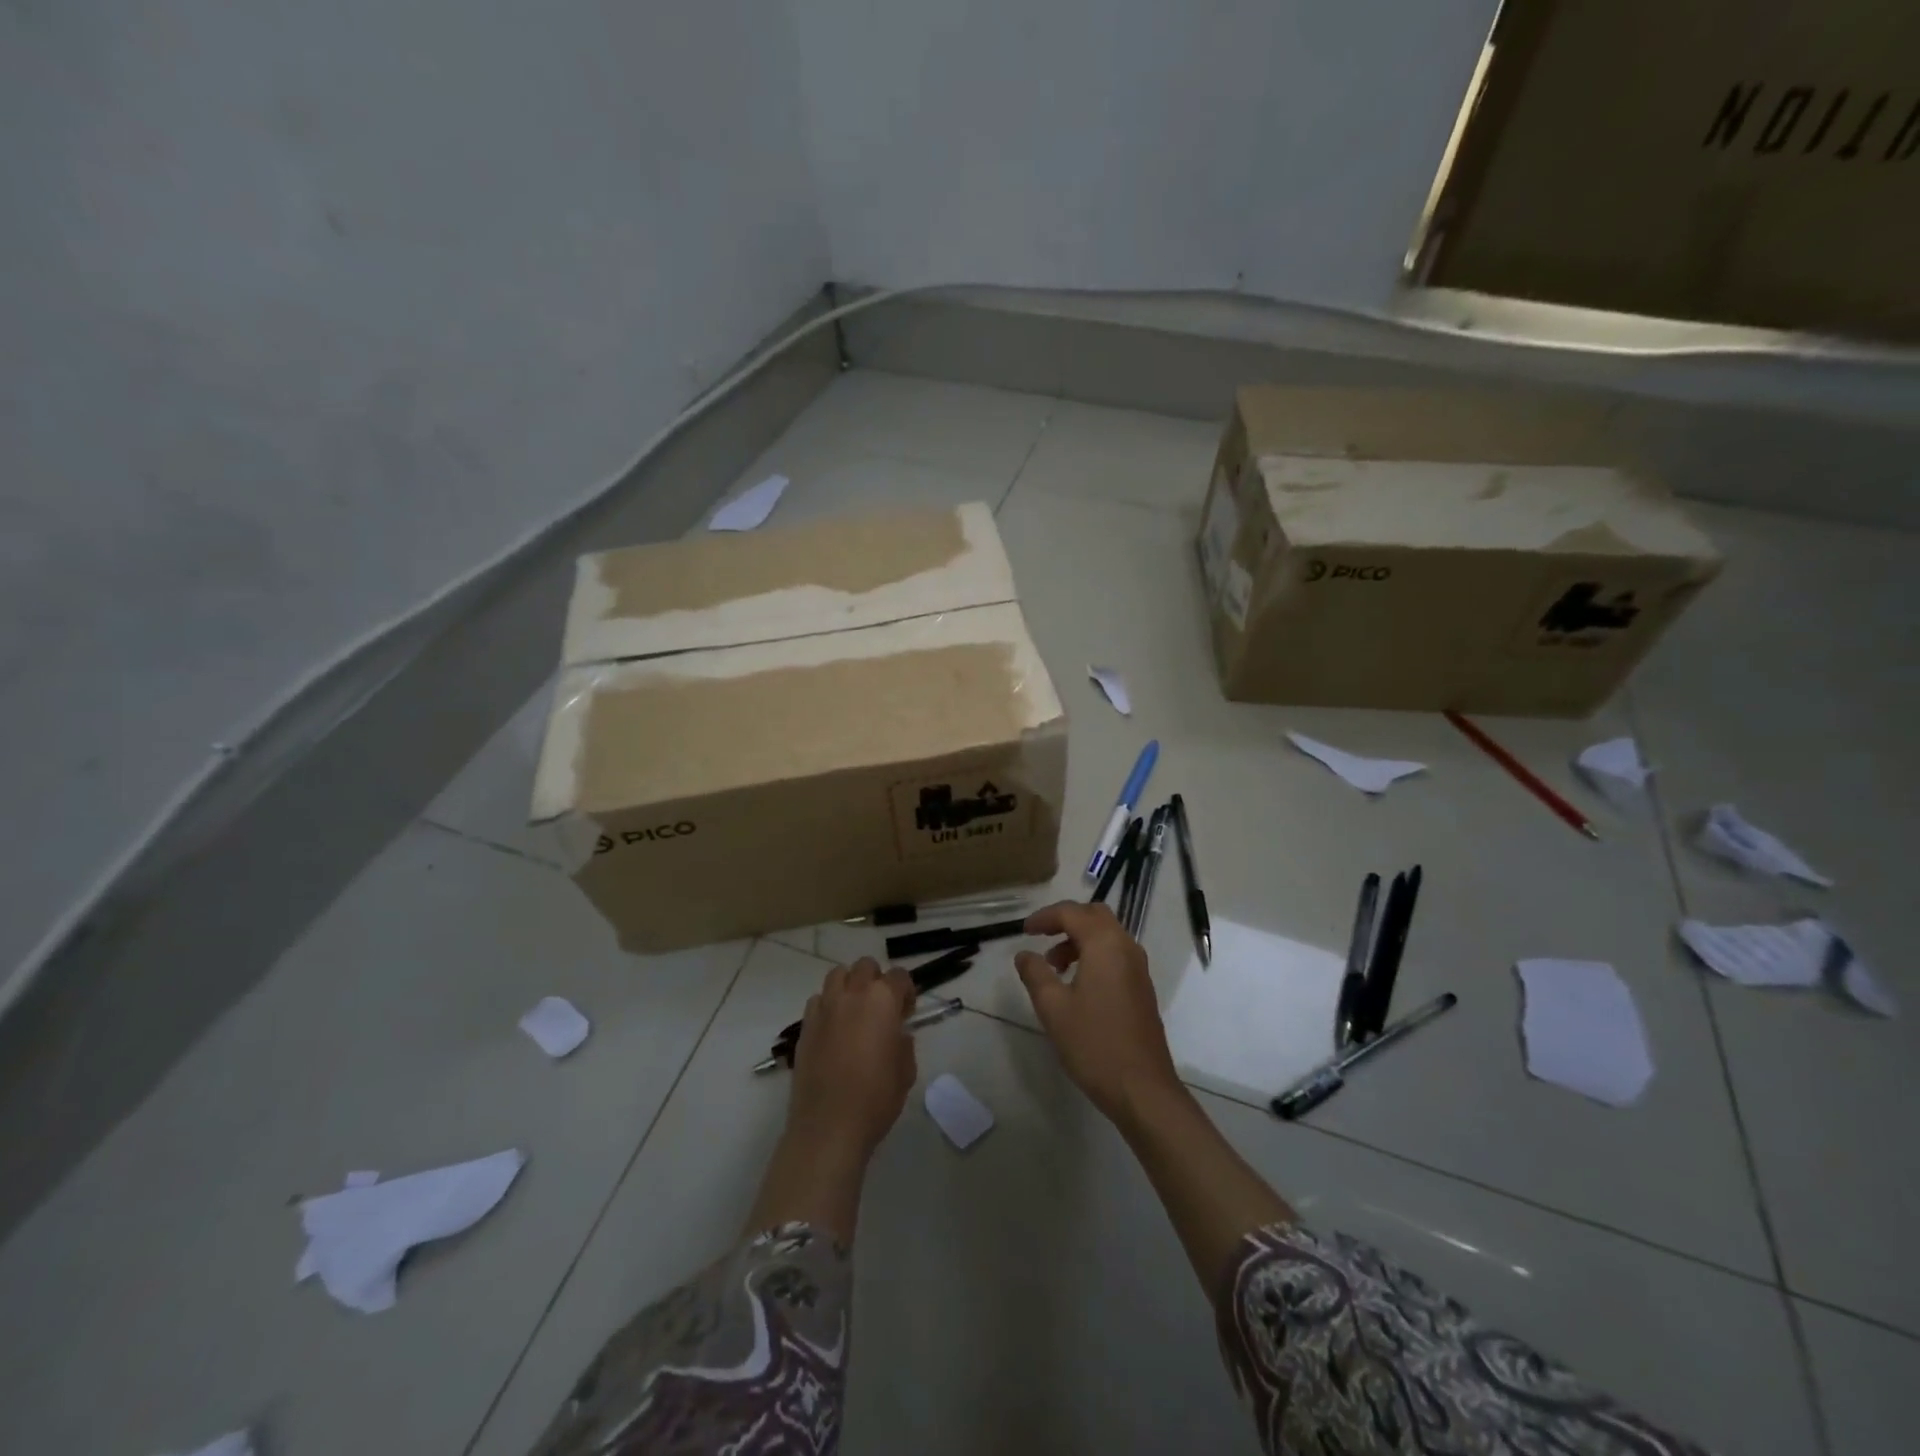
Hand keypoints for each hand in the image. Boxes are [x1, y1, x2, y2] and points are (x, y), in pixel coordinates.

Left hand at [786, 958, 917, 1163]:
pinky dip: (828, 1005)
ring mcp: (824, 1007)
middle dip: (876, 980)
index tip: (906, 1013)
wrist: (829, 1126)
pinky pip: (817, 1000)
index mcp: (882, 1000)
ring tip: (854, 1012)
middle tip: (881, 1008)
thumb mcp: (906, 1072)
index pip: (899, 976)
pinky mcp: (805, 1025)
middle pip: (865, 966)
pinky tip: (833, 1029)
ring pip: (837, 975)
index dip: (906, 992)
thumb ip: (904, 1044)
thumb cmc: (876, 1099)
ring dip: (849, 985)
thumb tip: (897, 1034)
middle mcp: (852, 995)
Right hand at [1014, 901, 1183, 1127]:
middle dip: (1065, 921)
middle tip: (1041, 939)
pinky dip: (1093, 955)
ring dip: (1079, 940)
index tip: (1024, 931)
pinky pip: (1115, 954)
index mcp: (1105, 944)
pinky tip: (1076, 985)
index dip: (1044, 917)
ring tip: (1054, 968)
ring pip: (1107, 935)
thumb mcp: (1053, 1008)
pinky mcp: (1142, 988)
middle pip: (1094, 915)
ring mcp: (1138, 968)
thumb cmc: (1094, 1044)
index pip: (1072, 912)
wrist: (1142, 1089)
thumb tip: (1024, 954)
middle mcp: (1126, 947)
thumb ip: (1035, 974)